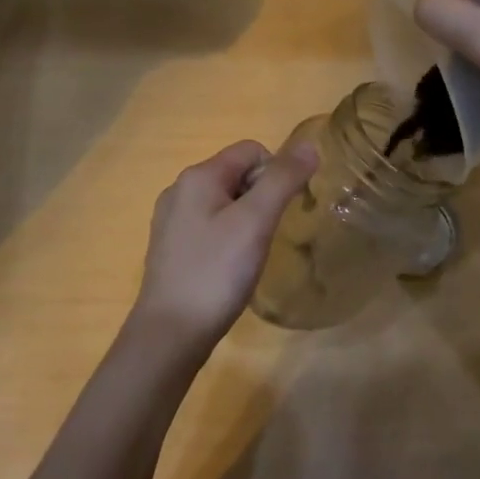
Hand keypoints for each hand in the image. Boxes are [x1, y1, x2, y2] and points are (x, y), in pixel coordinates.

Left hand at [131, 139, 318, 353]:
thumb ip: (283, 179)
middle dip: (261, 196)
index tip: (283, 210)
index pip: (250, 150)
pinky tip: (230, 267)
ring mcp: (171, 219)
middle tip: (269, 235)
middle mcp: (179, 189)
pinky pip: (209, 225)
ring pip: (223, 201)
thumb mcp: (255, 221)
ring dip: (246, 218)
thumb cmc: (216, 272)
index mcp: (198, 176)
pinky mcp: (170, 247)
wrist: (170, 333)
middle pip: (236, 173)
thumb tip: (310, 145)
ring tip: (252, 254)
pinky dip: (227, 237)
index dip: (276, 172)